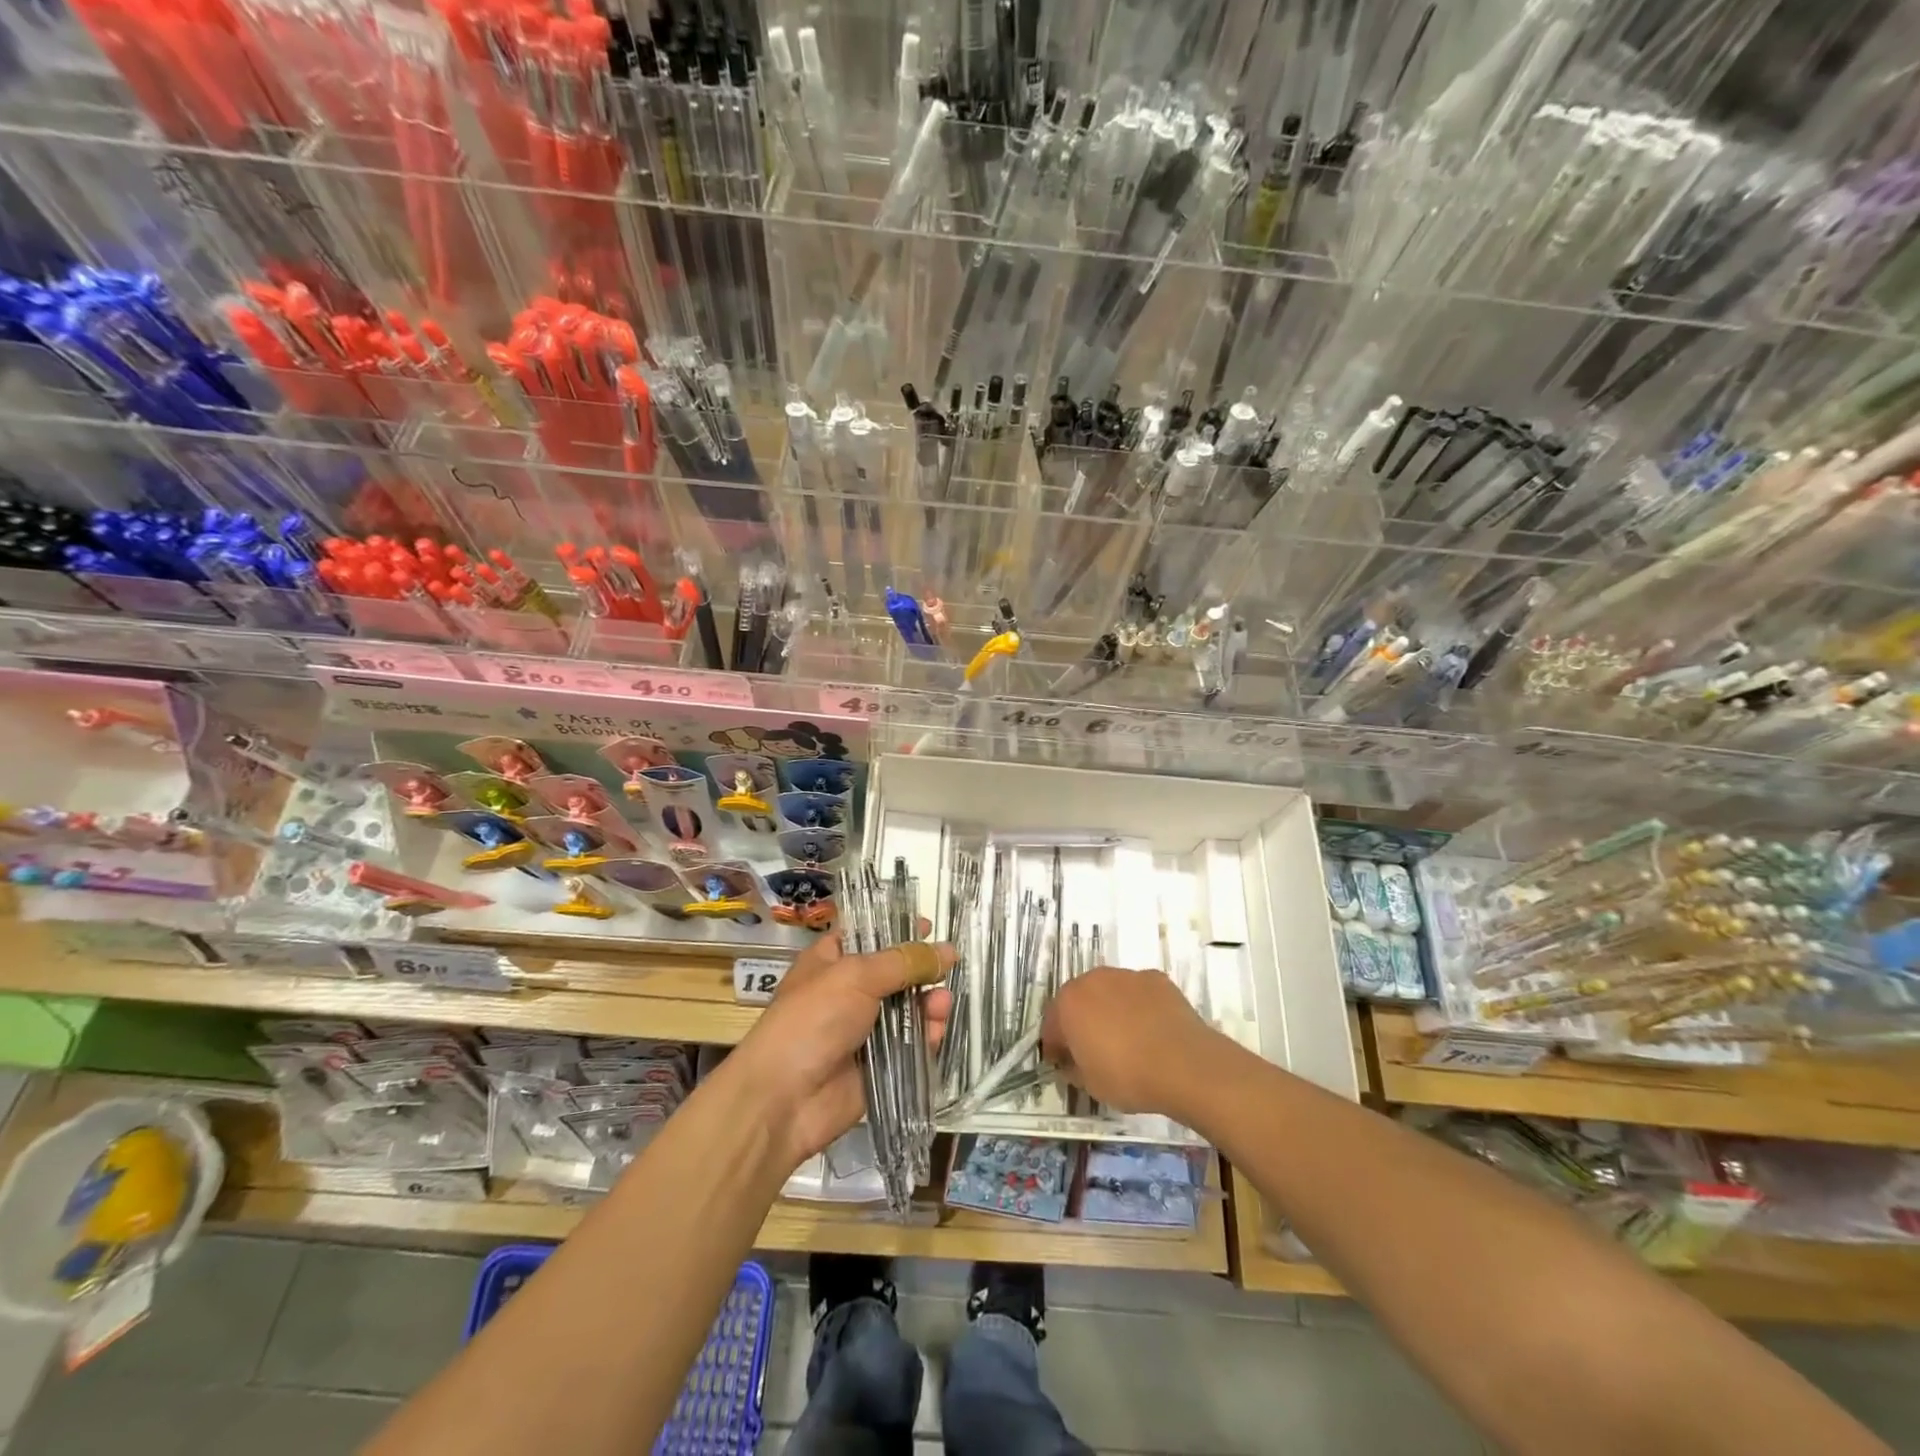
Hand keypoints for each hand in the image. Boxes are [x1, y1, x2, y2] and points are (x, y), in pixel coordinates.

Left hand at [732, 930, 953, 1167]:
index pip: (867, 934)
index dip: (897, 929)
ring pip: (907, 1009)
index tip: (929, 926)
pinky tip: (936, 1028)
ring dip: (928, 1002)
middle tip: (947, 967)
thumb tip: (948, 950)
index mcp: (831, 961)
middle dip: (921, 970)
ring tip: (942, 1002)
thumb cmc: (812, 1020)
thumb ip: (904, 962)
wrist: (784, 1099)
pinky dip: (926, 1035)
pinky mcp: (879, 1065)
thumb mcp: (856, 976)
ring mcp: (863, 1030)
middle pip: (894, 973)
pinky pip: (911, 1045)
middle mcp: (848, 992)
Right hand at [1041, 967, 1221, 1115]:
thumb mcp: (1090, 1085)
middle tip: (1094, 1050)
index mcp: (1069, 1003)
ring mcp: (1127, 975)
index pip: (1052, 1024)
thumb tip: (1072, 1063)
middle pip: (1080, 1000)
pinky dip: (1139, 1007)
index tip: (1065, 1064)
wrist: (1185, 1064)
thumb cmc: (1128, 1076)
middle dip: (1082, 1022)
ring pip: (1110, 992)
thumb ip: (1073, 1068)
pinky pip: (1139, 993)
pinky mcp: (1156, 979)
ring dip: (1111, 1010)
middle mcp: (1094, 979)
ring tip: (1128, 1040)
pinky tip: (1152, 1031)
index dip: (1056, 1046)